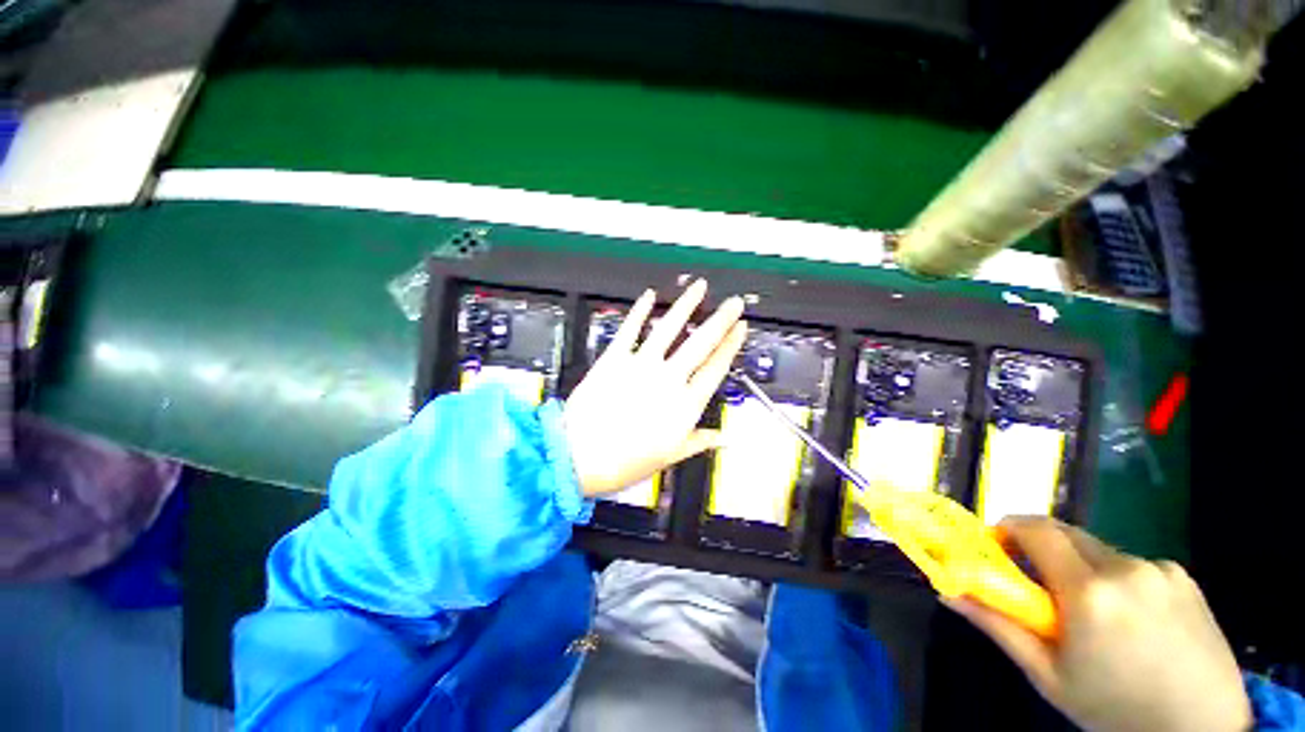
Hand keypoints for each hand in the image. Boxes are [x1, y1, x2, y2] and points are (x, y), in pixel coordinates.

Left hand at [563, 279, 746, 495]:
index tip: (740, 329)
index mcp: (684, 404)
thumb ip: (699, 441)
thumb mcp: (670, 457)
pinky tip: (648, 296)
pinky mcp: (614, 358)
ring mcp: (640, 364)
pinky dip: (640, 310)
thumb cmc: (625, 461)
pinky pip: (630, 328)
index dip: (731, 345)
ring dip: (686, 304)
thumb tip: (723, 439)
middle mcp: (667, 379)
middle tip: (733, 303)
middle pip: (701, 342)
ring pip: (669, 327)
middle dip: (721, 319)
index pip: (716, 367)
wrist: (579, 456)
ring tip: (699, 287)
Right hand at [946, 517, 1250, 731]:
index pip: (1033, 529)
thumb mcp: (1048, 675)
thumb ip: (997, 625)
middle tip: (1036, 584)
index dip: (1006, 529)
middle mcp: (1126, 567)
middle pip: (1064, 533)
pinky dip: (1117, 579)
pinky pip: (1133, 564)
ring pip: (1099, 550)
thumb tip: (948, 591)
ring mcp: (1161, 569)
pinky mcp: (1183, 576)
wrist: (1202, 729)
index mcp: (1089, 590)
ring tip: (1091, 614)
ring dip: (1081, 567)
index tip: (994, 547)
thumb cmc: (1114, 709)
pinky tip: (1131, 619)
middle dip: (1040, 548)